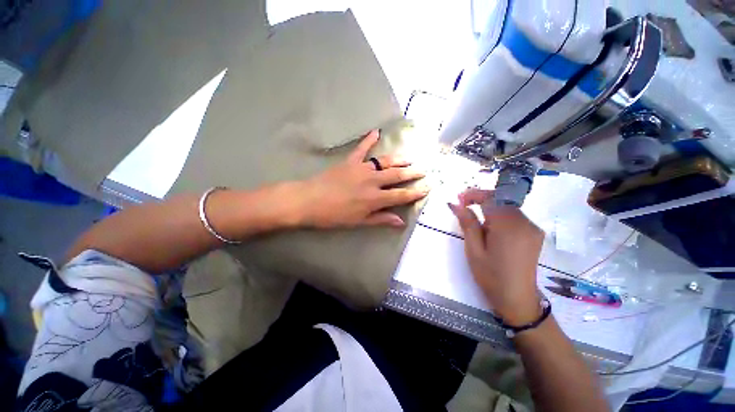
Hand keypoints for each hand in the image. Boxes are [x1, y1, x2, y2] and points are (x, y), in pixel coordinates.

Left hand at [297, 130, 428, 228]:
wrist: (308, 201)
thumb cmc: (334, 215)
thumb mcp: (359, 221)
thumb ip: (381, 219)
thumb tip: (400, 222)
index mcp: (375, 198)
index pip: (400, 195)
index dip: (415, 192)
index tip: (427, 188)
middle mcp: (372, 181)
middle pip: (396, 175)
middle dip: (412, 172)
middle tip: (423, 170)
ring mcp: (361, 169)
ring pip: (384, 161)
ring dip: (398, 159)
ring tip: (409, 157)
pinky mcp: (349, 162)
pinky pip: (361, 149)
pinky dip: (368, 140)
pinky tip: (376, 132)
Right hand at [448, 188, 543, 325]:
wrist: (517, 299)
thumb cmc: (491, 276)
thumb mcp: (474, 250)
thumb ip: (467, 224)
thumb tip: (456, 204)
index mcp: (509, 227)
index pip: (491, 198)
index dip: (473, 195)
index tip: (458, 199)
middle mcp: (525, 223)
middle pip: (501, 200)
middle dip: (481, 199)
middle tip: (463, 206)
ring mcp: (532, 228)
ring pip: (507, 207)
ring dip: (489, 208)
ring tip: (475, 221)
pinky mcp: (534, 234)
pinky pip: (514, 217)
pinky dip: (499, 216)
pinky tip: (490, 229)